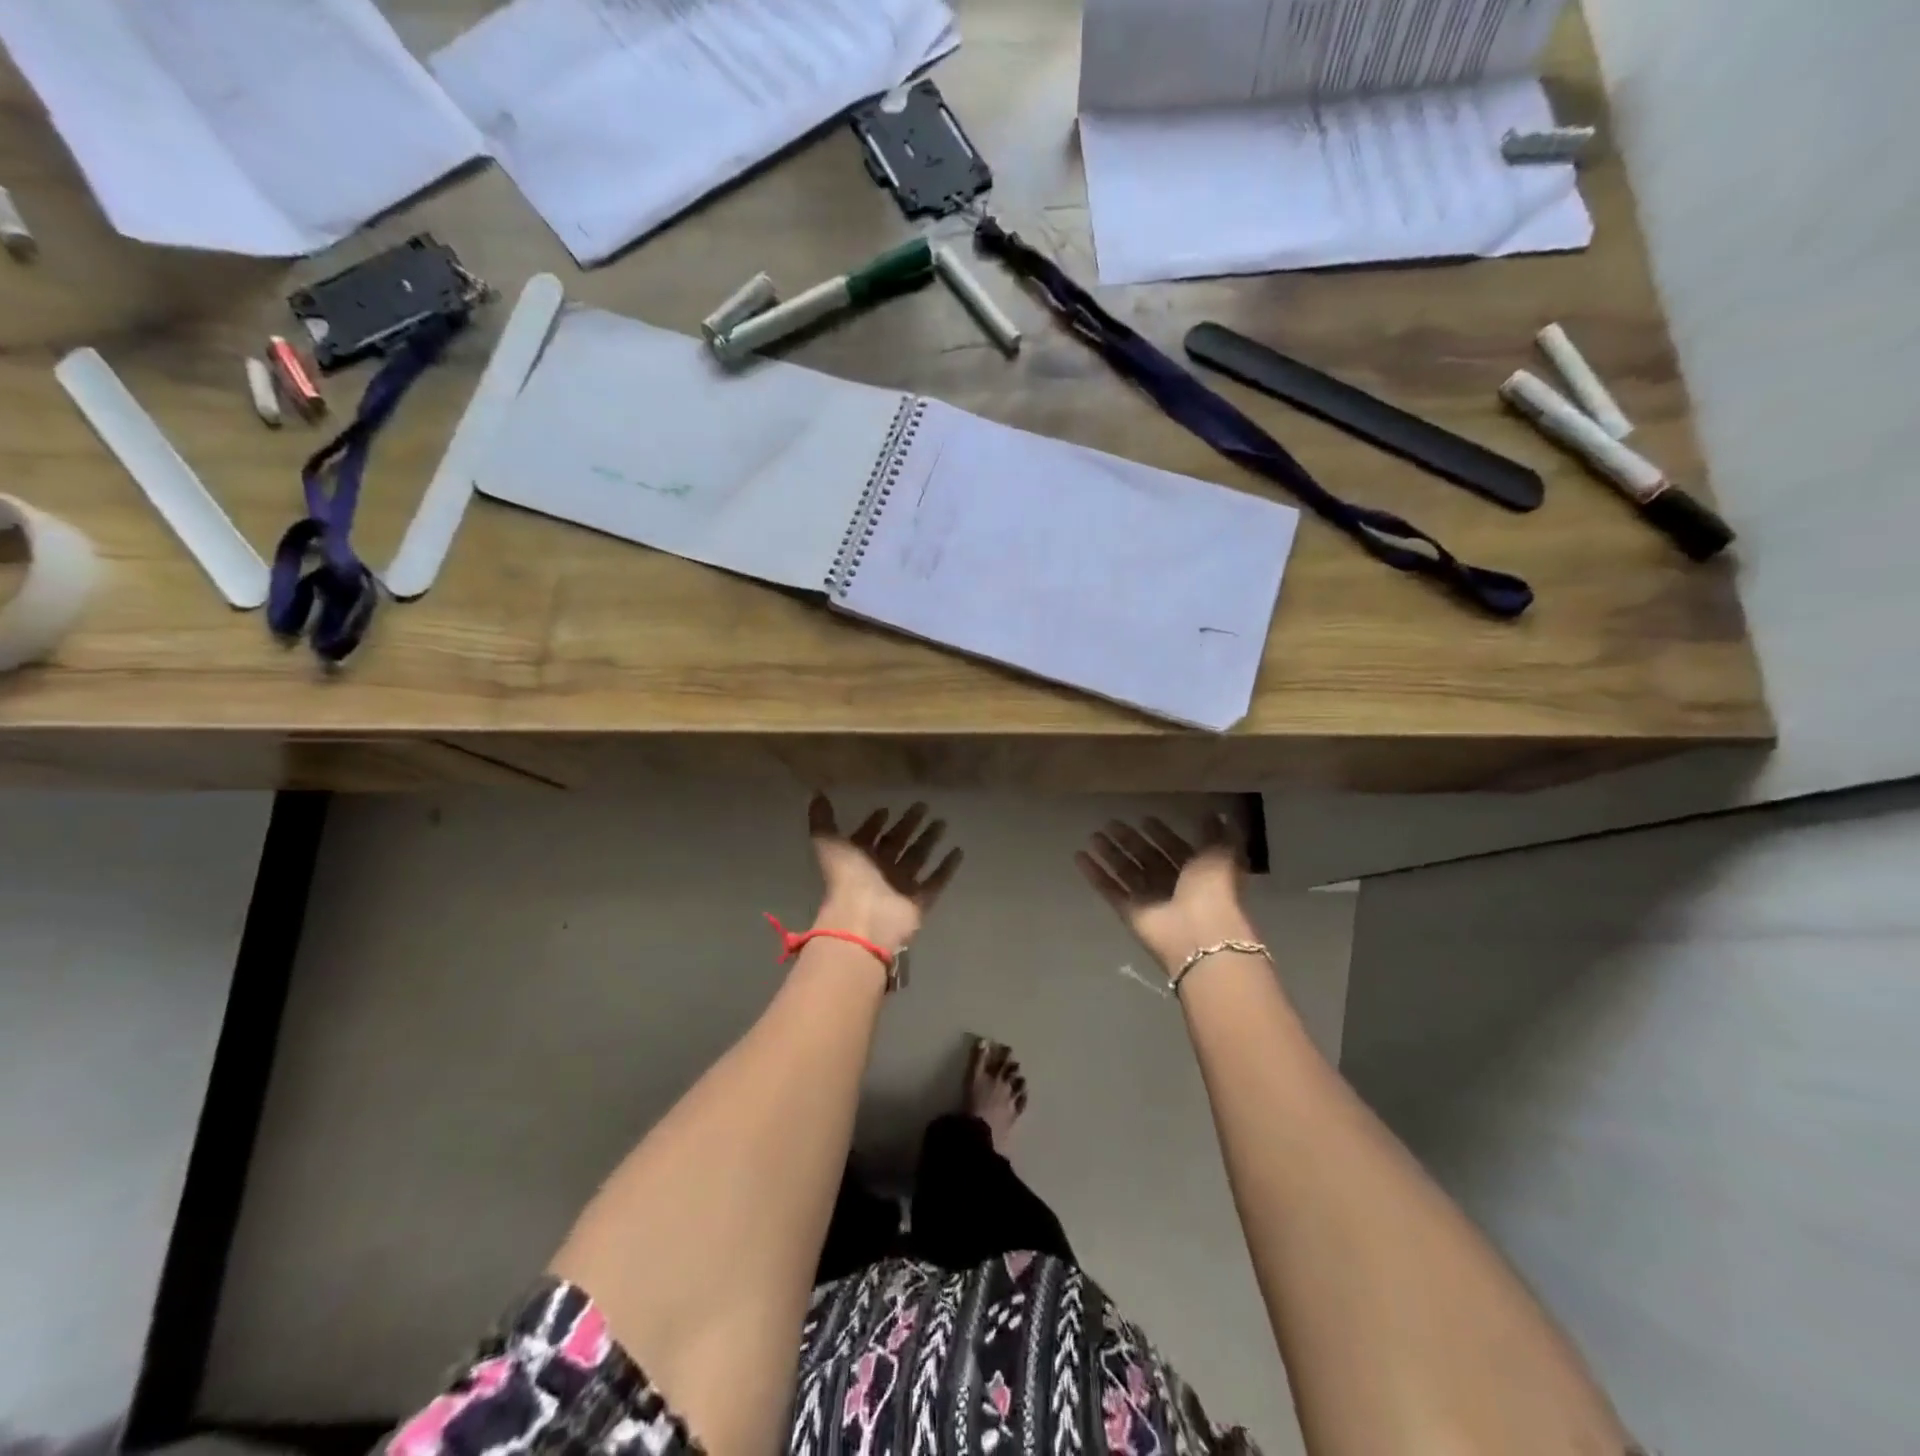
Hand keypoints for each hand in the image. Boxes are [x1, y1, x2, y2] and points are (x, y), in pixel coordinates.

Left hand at [807, 795, 962, 953]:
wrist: (864, 919)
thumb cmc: (846, 878)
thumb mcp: (829, 843)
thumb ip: (822, 820)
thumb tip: (816, 793)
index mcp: (858, 858)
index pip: (868, 836)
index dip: (874, 823)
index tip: (886, 808)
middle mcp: (880, 871)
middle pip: (896, 843)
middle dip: (907, 825)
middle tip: (922, 806)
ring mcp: (901, 886)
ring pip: (917, 858)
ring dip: (928, 840)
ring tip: (942, 822)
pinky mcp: (919, 900)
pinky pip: (936, 880)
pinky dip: (947, 867)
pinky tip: (958, 851)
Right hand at [1076, 814, 1253, 972]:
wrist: (1200, 933)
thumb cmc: (1213, 890)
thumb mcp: (1222, 854)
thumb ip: (1215, 834)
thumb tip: (1214, 813)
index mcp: (1197, 871)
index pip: (1174, 848)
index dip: (1161, 833)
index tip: (1144, 818)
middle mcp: (1172, 885)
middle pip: (1147, 858)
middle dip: (1130, 840)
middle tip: (1110, 823)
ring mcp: (1149, 899)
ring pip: (1126, 871)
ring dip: (1110, 854)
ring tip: (1093, 835)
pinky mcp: (1129, 912)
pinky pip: (1109, 889)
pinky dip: (1094, 874)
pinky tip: (1079, 856)